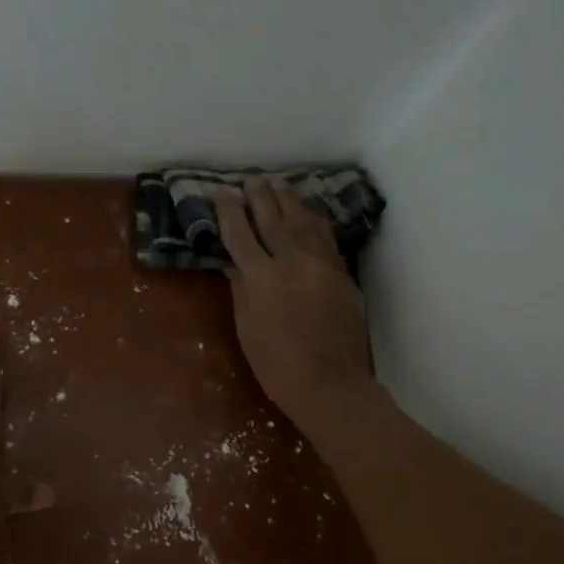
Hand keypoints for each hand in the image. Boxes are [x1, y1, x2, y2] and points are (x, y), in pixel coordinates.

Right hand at [216, 181, 374, 427]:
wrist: (330, 384)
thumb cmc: (276, 365)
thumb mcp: (247, 327)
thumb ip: (241, 289)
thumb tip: (233, 263)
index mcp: (262, 277)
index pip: (241, 234)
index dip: (230, 211)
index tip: (222, 192)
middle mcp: (292, 262)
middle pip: (274, 220)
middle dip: (260, 197)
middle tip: (251, 179)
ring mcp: (322, 265)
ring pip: (304, 222)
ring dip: (289, 201)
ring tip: (278, 183)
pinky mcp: (341, 274)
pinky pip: (326, 238)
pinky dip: (315, 220)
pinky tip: (309, 210)